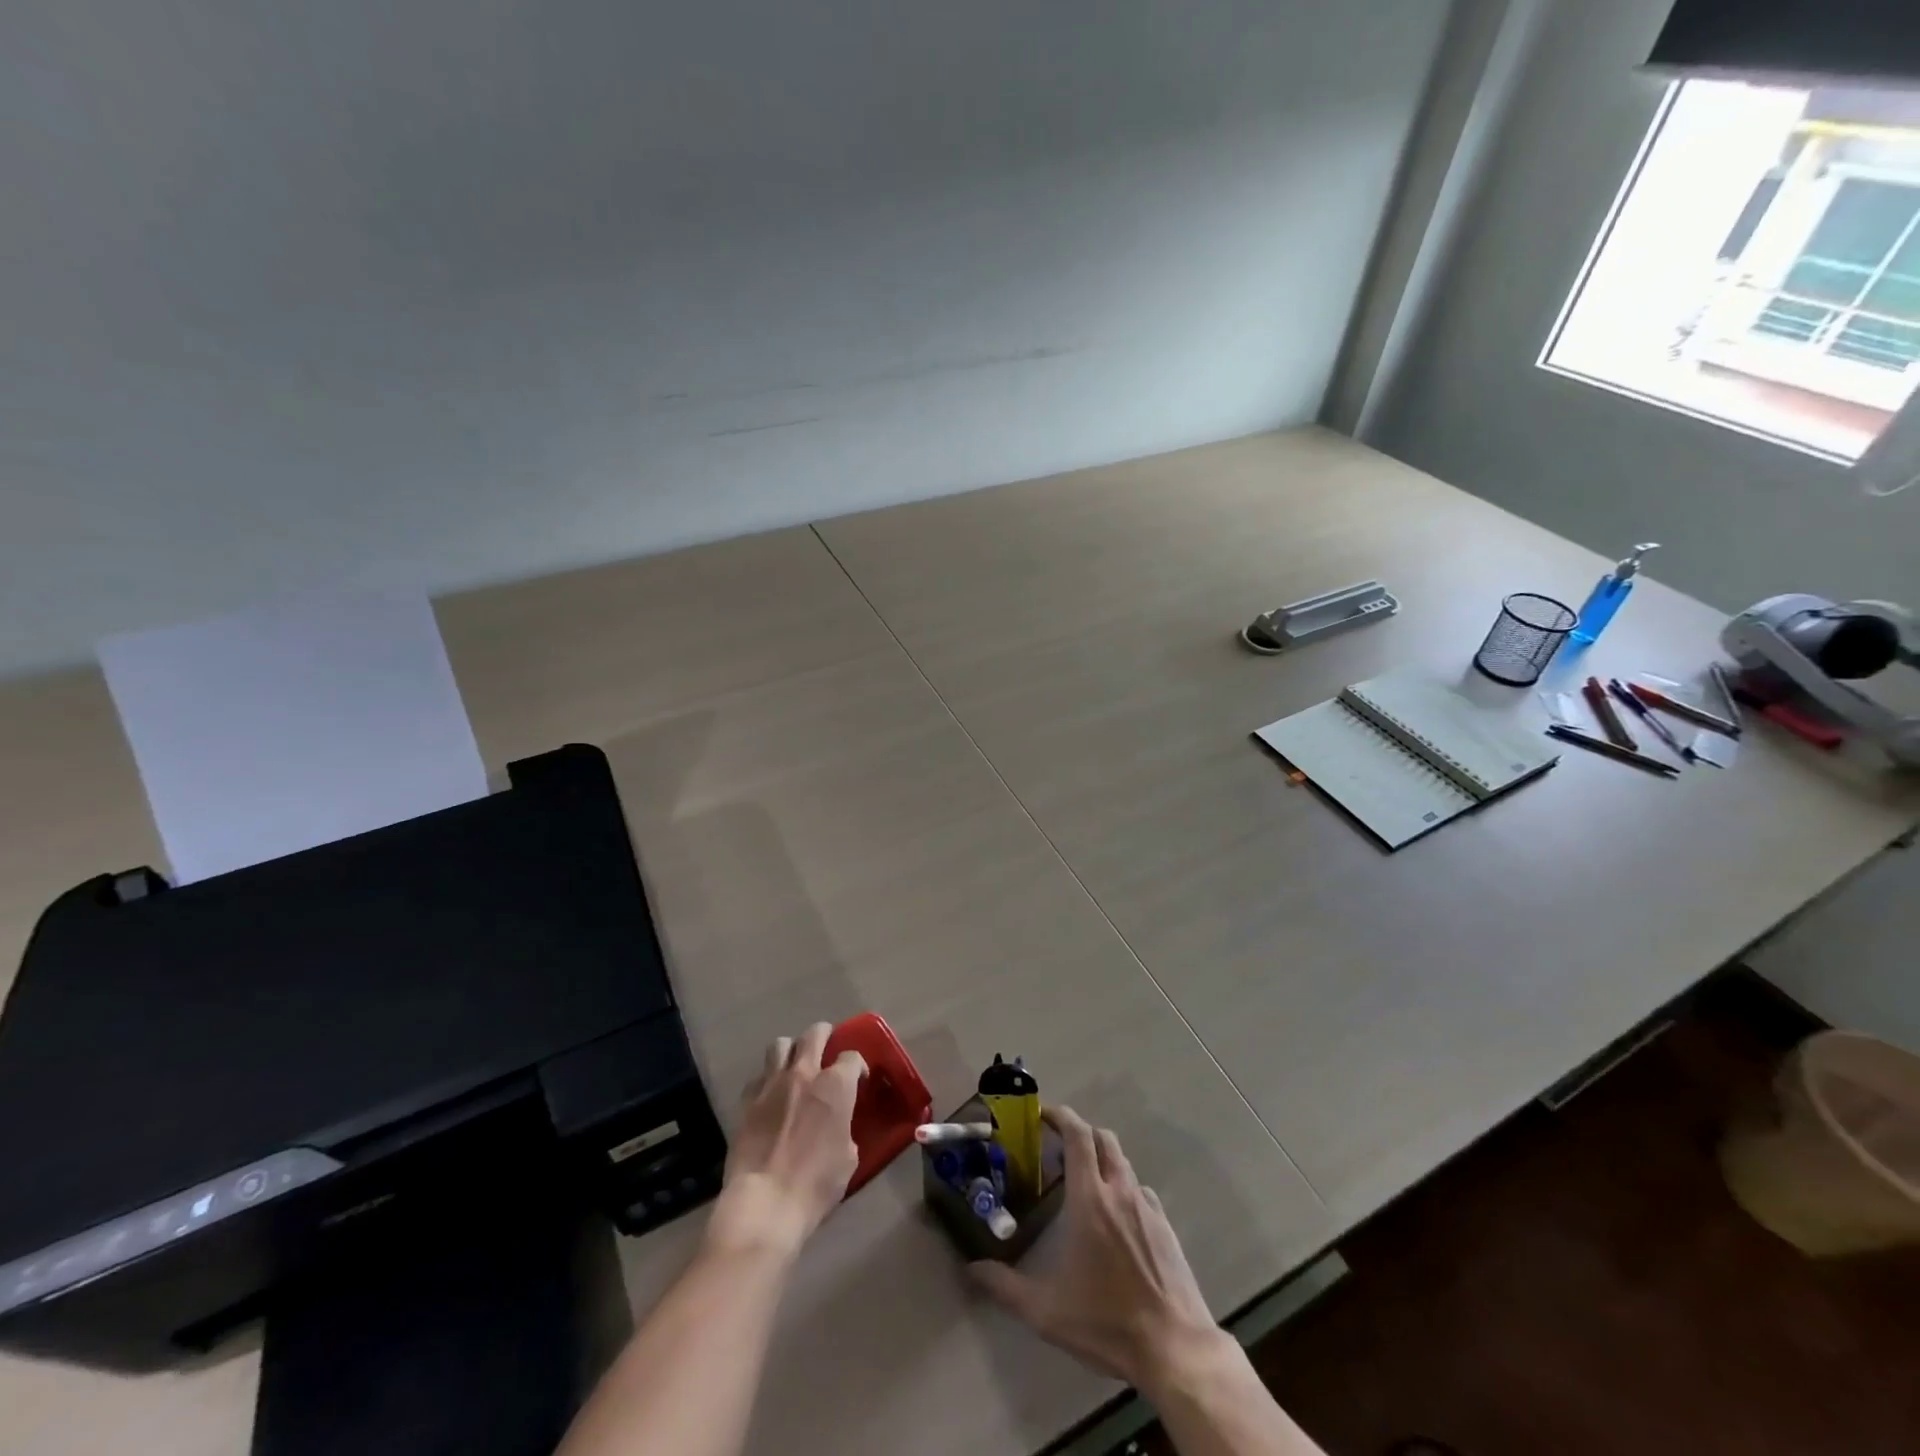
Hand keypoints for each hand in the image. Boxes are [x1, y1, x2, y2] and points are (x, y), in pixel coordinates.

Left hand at [705, 1023, 866, 1262]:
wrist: (765, 1204)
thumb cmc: (815, 1185)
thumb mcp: (848, 1158)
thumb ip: (845, 1128)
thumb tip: (838, 1124)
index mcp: (835, 1086)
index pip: (851, 1057)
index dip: (858, 1065)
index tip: (858, 1079)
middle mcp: (804, 1074)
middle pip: (815, 1034)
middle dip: (825, 1035)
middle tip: (828, 1046)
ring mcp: (772, 1084)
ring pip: (781, 1044)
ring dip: (792, 1049)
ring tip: (795, 1063)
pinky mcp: (747, 1100)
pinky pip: (759, 1075)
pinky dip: (768, 1078)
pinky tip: (771, 1094)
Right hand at [969, 1106, 1227, 1390]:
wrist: (1174, 1348)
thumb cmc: (1106, 1322)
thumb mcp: (1046, 1311)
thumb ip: (1005, 1286)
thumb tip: (972, 1269)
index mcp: (1091, 1199)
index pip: (1078, 1135)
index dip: (1061, 1116)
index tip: (1042, 1113)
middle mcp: (1120, 1191)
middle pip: (1102, 1138)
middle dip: (1079, 1132)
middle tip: (1057, 1145)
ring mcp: (1147, 1207)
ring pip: (1123, 1162)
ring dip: (1101, 1159)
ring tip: (1083, 1181)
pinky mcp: (1165, 1226)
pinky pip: (1140, 1190)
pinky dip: (1122, 1187)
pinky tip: (1114, 1217)